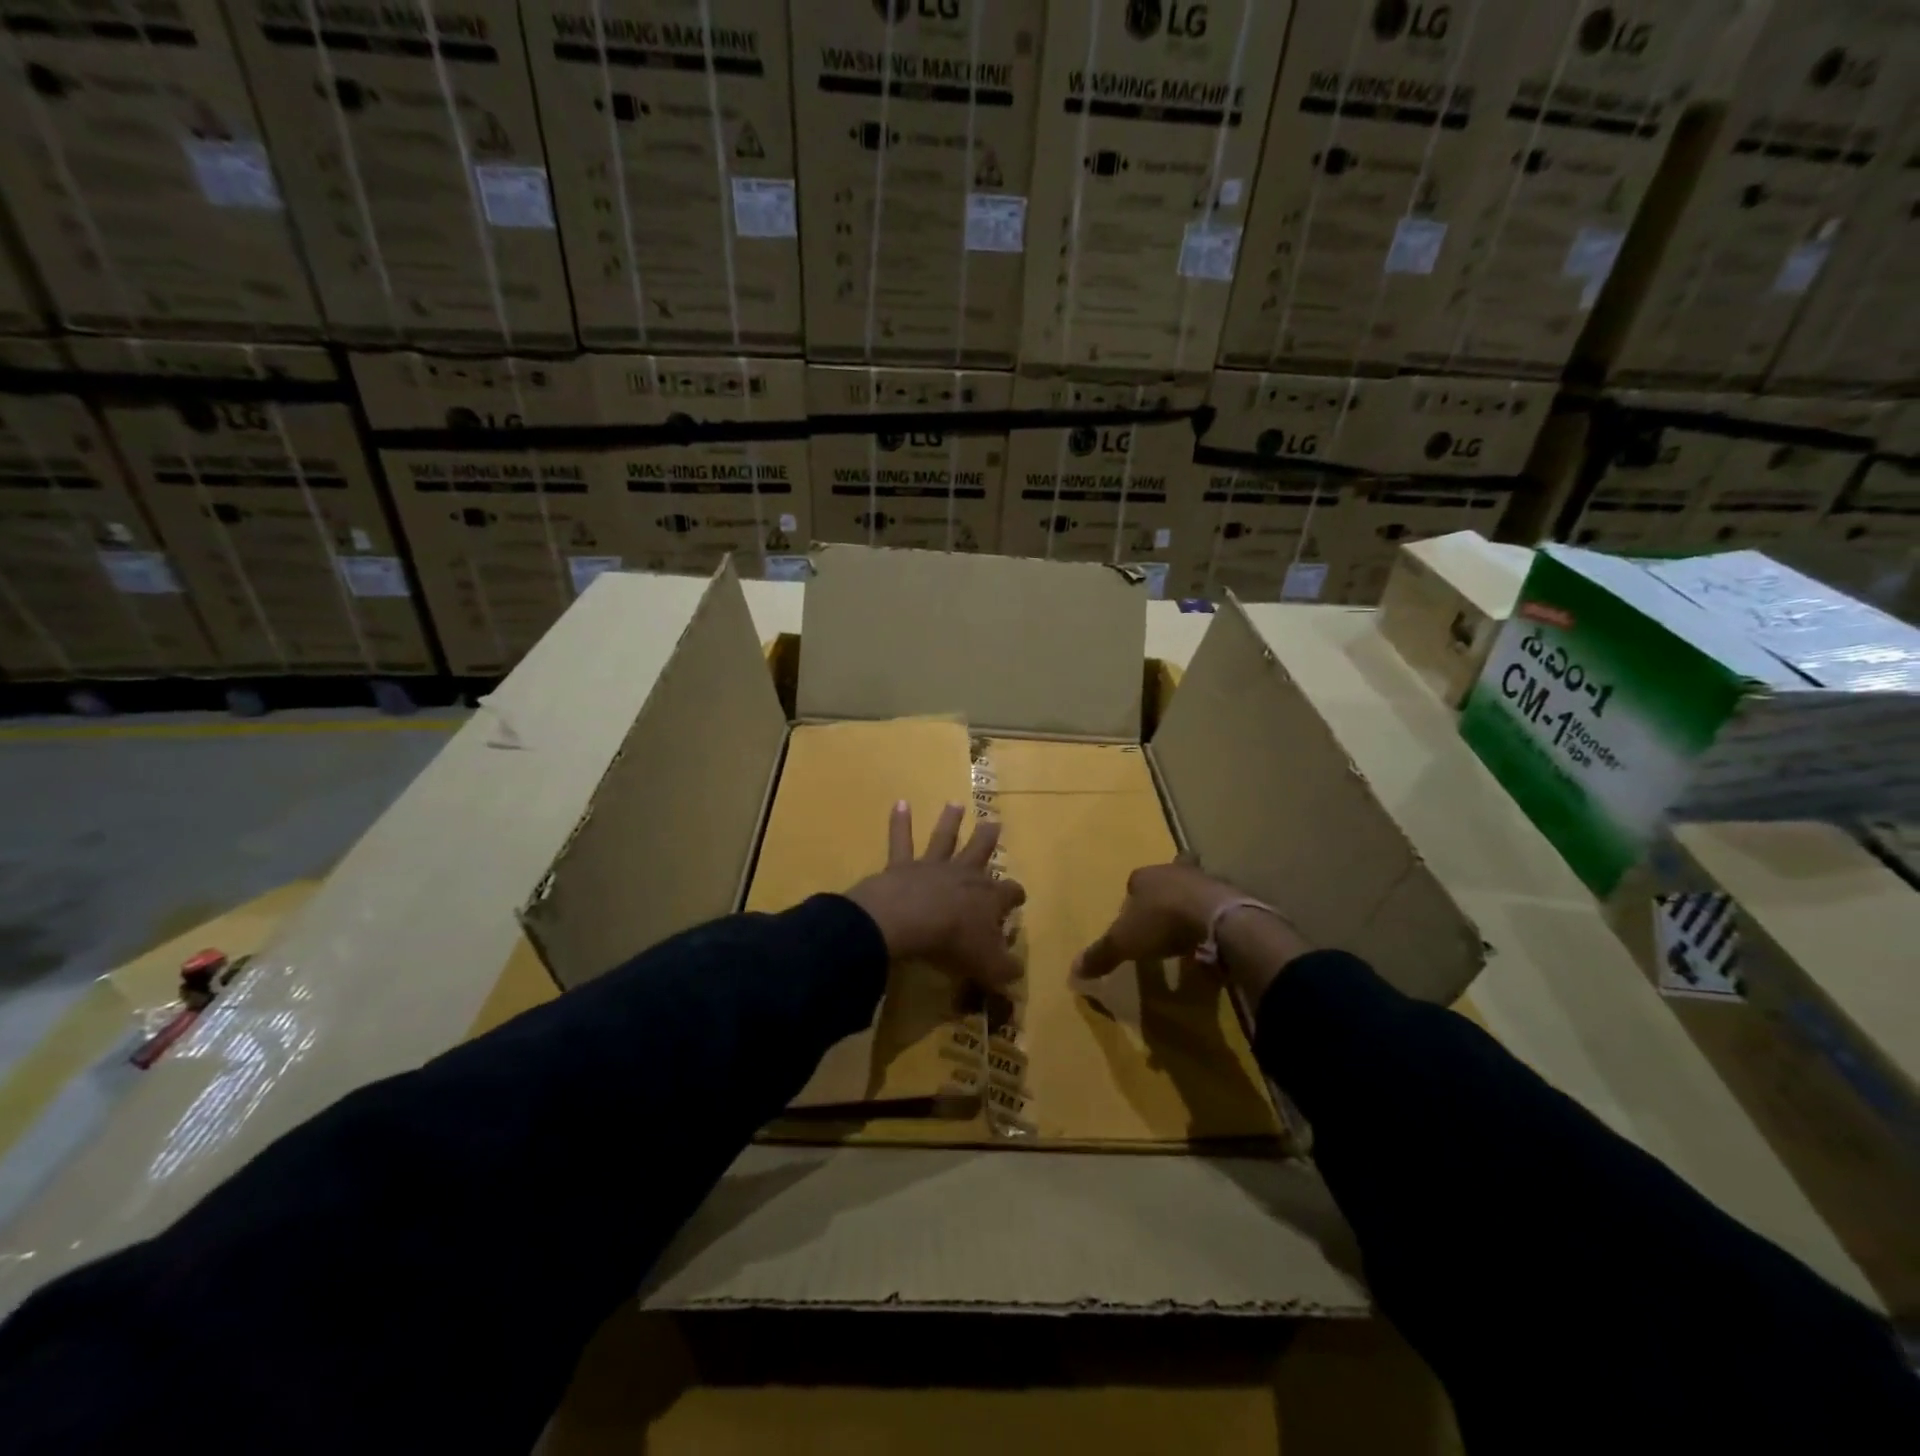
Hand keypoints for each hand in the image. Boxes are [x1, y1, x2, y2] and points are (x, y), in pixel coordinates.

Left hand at [846, 801, 1026, 990]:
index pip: (1010, 893)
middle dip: (988, 839)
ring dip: (950, 821)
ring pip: (945, 839)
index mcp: (989, 897)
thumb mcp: (989, 967)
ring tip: (955, 804)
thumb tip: (1016, 971)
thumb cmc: (953, 944)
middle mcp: (964, 874)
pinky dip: (900, 822)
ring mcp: (933, 866)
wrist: (909, 923)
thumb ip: (1006, 970)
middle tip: (994, 823)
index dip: (1016, 896)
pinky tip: (900, 803)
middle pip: (980, 851)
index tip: (1018, 900)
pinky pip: (901, 841)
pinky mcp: (902, 866)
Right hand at [1072, 862, 1242, 981]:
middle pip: (1168, 876)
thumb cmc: (1161, 922)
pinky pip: (1219, 904)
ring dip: (1194, 901)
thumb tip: (1073, 972)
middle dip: (1168, 889)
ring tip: (1191, 926)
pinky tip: (1213, 937)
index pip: (1134, 882)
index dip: (1133, 898)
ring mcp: (1205, 880)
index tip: (1135, 918)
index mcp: (1145, 877)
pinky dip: (1215, 917)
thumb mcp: (1123, 942)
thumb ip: (1101, 954)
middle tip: (1167, 911)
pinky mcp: (1230, 896)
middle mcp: (1174, 871)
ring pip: (1196, 885)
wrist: (1214, 917)